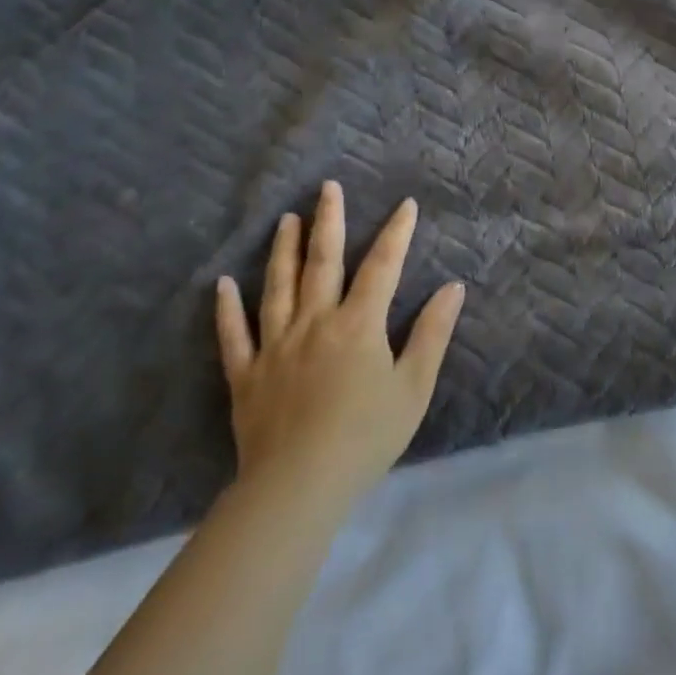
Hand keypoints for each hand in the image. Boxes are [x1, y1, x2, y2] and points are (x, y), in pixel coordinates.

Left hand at [215, 183, 464, 507]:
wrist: (298, 487)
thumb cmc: (366, 436)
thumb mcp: (414, 387)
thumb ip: (433, 334)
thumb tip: (452, 287)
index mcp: (358, 324)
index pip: (382, 266)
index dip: (396, 233)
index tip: (405, 204)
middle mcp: (315, 323)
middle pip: (322, 263)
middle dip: (328, 222)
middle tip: (327, 188)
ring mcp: (275, 346)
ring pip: (279, 287)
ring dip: (284, 250)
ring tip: (286, 220)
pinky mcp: (246, 375)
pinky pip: (234, 335)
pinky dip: (227, 309)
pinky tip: (223, 284)